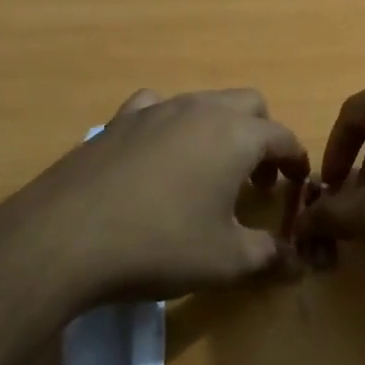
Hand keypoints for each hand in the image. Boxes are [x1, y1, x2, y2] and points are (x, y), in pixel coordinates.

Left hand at [9, 88, 309, 303]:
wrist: (66, 237)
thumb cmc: (160, 245)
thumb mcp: (226, 261)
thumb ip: (269, 256)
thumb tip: (298, 262)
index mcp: (236, 135)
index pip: (283, 136)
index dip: (297, 160)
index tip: (298, 184)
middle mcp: (200, 109)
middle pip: (249, 104)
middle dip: (262, 136)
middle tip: (257, 178)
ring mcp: (156, 108)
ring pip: (204, 102)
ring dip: (220, 128)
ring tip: (209, 171)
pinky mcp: (119, 119)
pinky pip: (158, 107)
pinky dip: (171, 124)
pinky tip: (159, 155)